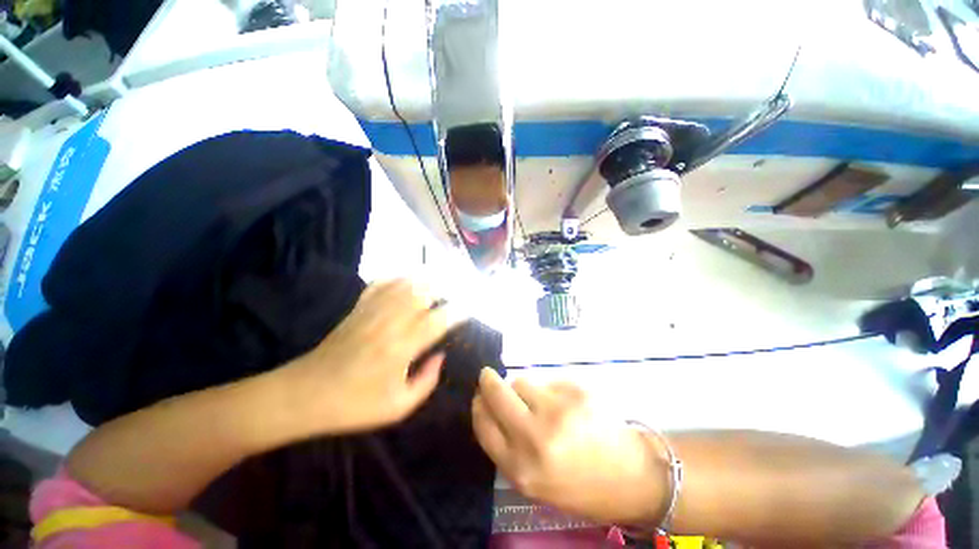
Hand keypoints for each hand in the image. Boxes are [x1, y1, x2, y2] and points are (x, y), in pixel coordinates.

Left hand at [288, 279, 461, 433]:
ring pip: (404, 285)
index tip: (468, 309)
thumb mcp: (398, 407)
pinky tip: (408, 277)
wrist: (304, 395)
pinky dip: (397, 277)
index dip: (457, 312)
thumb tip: (441, 356)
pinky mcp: (358, 309)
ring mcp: (372, 312)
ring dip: (425, 280)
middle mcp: (390, 323)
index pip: (437, 320)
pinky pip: (381, 284)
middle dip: (444, 290)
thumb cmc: (354, 406)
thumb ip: (426, 381)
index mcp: (402, 348)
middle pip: (423, 294)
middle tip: (457, 292)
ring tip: (440, 280)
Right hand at [472, 369, 666, 524]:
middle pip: (497, 394)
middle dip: (488, 381)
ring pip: (522, 382)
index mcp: (521, 469)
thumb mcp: (534, 483)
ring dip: (523, 388)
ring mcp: (558, 411)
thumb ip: (508, 449)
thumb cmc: (580, 486)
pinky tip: (566, 405)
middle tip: (488, 376)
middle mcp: (535, 438)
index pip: (483, 425)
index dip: (478, 406)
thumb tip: (489, 408)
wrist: (632, 477)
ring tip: (542, 404)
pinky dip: (550, 389)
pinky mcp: (577, 392)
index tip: (478, 396)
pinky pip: (548, 381)